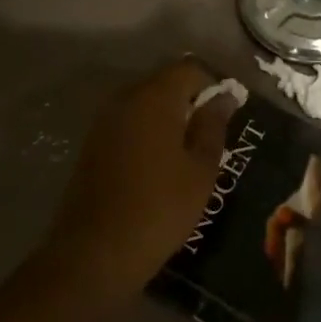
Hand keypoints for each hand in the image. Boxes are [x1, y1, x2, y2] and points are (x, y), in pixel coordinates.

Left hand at [46, 58, 239, 293]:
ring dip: (168, 118)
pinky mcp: (92, 142)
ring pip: (146, 103)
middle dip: (190, 101)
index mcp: (155, 97)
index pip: (189, 68)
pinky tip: (159, 165)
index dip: (213, 84)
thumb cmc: (159, 208)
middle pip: (165, 82)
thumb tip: (224, 96)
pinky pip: (129, 123)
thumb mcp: (200, 169)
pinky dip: (147, 133)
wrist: (94, 252)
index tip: (228, 113)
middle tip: (211, 136)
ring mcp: (104, 120)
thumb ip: (213, 125)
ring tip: (187, 153)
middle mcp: (125, 98)